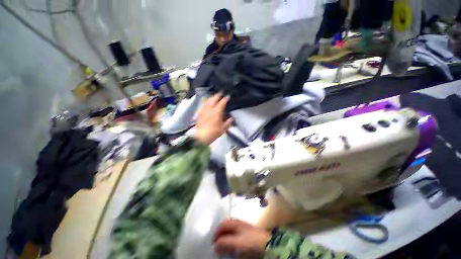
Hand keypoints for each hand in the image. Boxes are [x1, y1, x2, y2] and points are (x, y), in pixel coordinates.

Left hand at [195, 93, 233, 144]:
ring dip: (211, 98)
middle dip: (217, 95)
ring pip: (207, 101)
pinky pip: (202, 105)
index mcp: (217, 112)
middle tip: (220, 93)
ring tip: (213, 96)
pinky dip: (205, 102)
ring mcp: (204, 110)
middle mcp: (210, 109)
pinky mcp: (199, 113)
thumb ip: (228, 122)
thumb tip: (232, 118)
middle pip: (213, 99)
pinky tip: (206, 103)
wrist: (201, 136)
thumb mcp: (223, 128)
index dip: (225, 99)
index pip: (222, 103)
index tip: (228, 96)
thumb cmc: (214, 132)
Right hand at [213, 219, 269, 258]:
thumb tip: (215, 245)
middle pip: (225, 228)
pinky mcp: (247, 235)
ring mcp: (242, 228)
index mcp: (234, 222)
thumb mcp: (236, 243)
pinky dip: (231, 241)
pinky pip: (235, 237)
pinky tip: (232, 247)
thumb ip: (225, 242)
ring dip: (225, 239)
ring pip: (230, 232)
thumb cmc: (251, 242)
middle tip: (217, 246)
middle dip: (220, 236)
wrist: (267, 244)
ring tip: (223, 248)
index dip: (216, 233)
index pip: (222, 225)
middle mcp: (237, 223)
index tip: (213, 244)